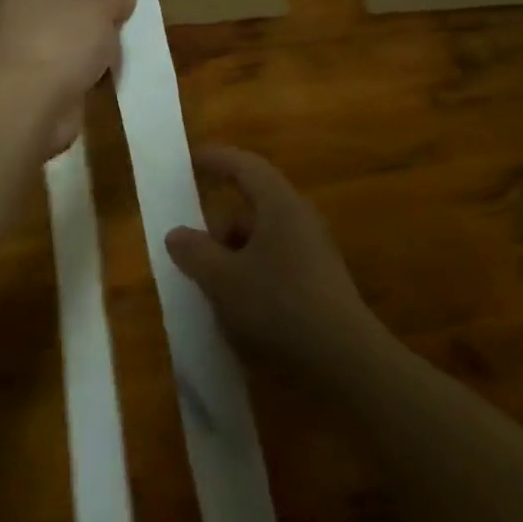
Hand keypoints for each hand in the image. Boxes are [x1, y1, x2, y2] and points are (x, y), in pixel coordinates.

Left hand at [0, 0, 135, 155]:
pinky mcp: (46, 85)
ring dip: (100, 38)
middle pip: (64, 0)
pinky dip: (96, 69)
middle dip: (97, 3)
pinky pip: (76, 68)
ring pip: (73, 37)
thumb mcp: (97, 6)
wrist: (30, 107)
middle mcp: (26, 16)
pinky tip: (120, 69)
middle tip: (128, 5)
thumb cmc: (60, 40)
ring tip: (132, 37)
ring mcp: (34, 53)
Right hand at [167, 146, 387, 379]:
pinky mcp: (320, 281)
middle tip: (193, 248)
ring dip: (234, 253)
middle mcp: (300, 218)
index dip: (216, 159)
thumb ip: (195, 252)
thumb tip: (177, 234)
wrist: (346, 362)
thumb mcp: (223, 280)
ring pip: (264, 237)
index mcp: (279, 204)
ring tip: (212, 286)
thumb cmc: (278, 306)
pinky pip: (276, 261)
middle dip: (220, 223)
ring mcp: (314, 250)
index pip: (245, 165)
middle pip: (253, 204)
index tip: (190, 160)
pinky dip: (252, 273)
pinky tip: (239, 307)